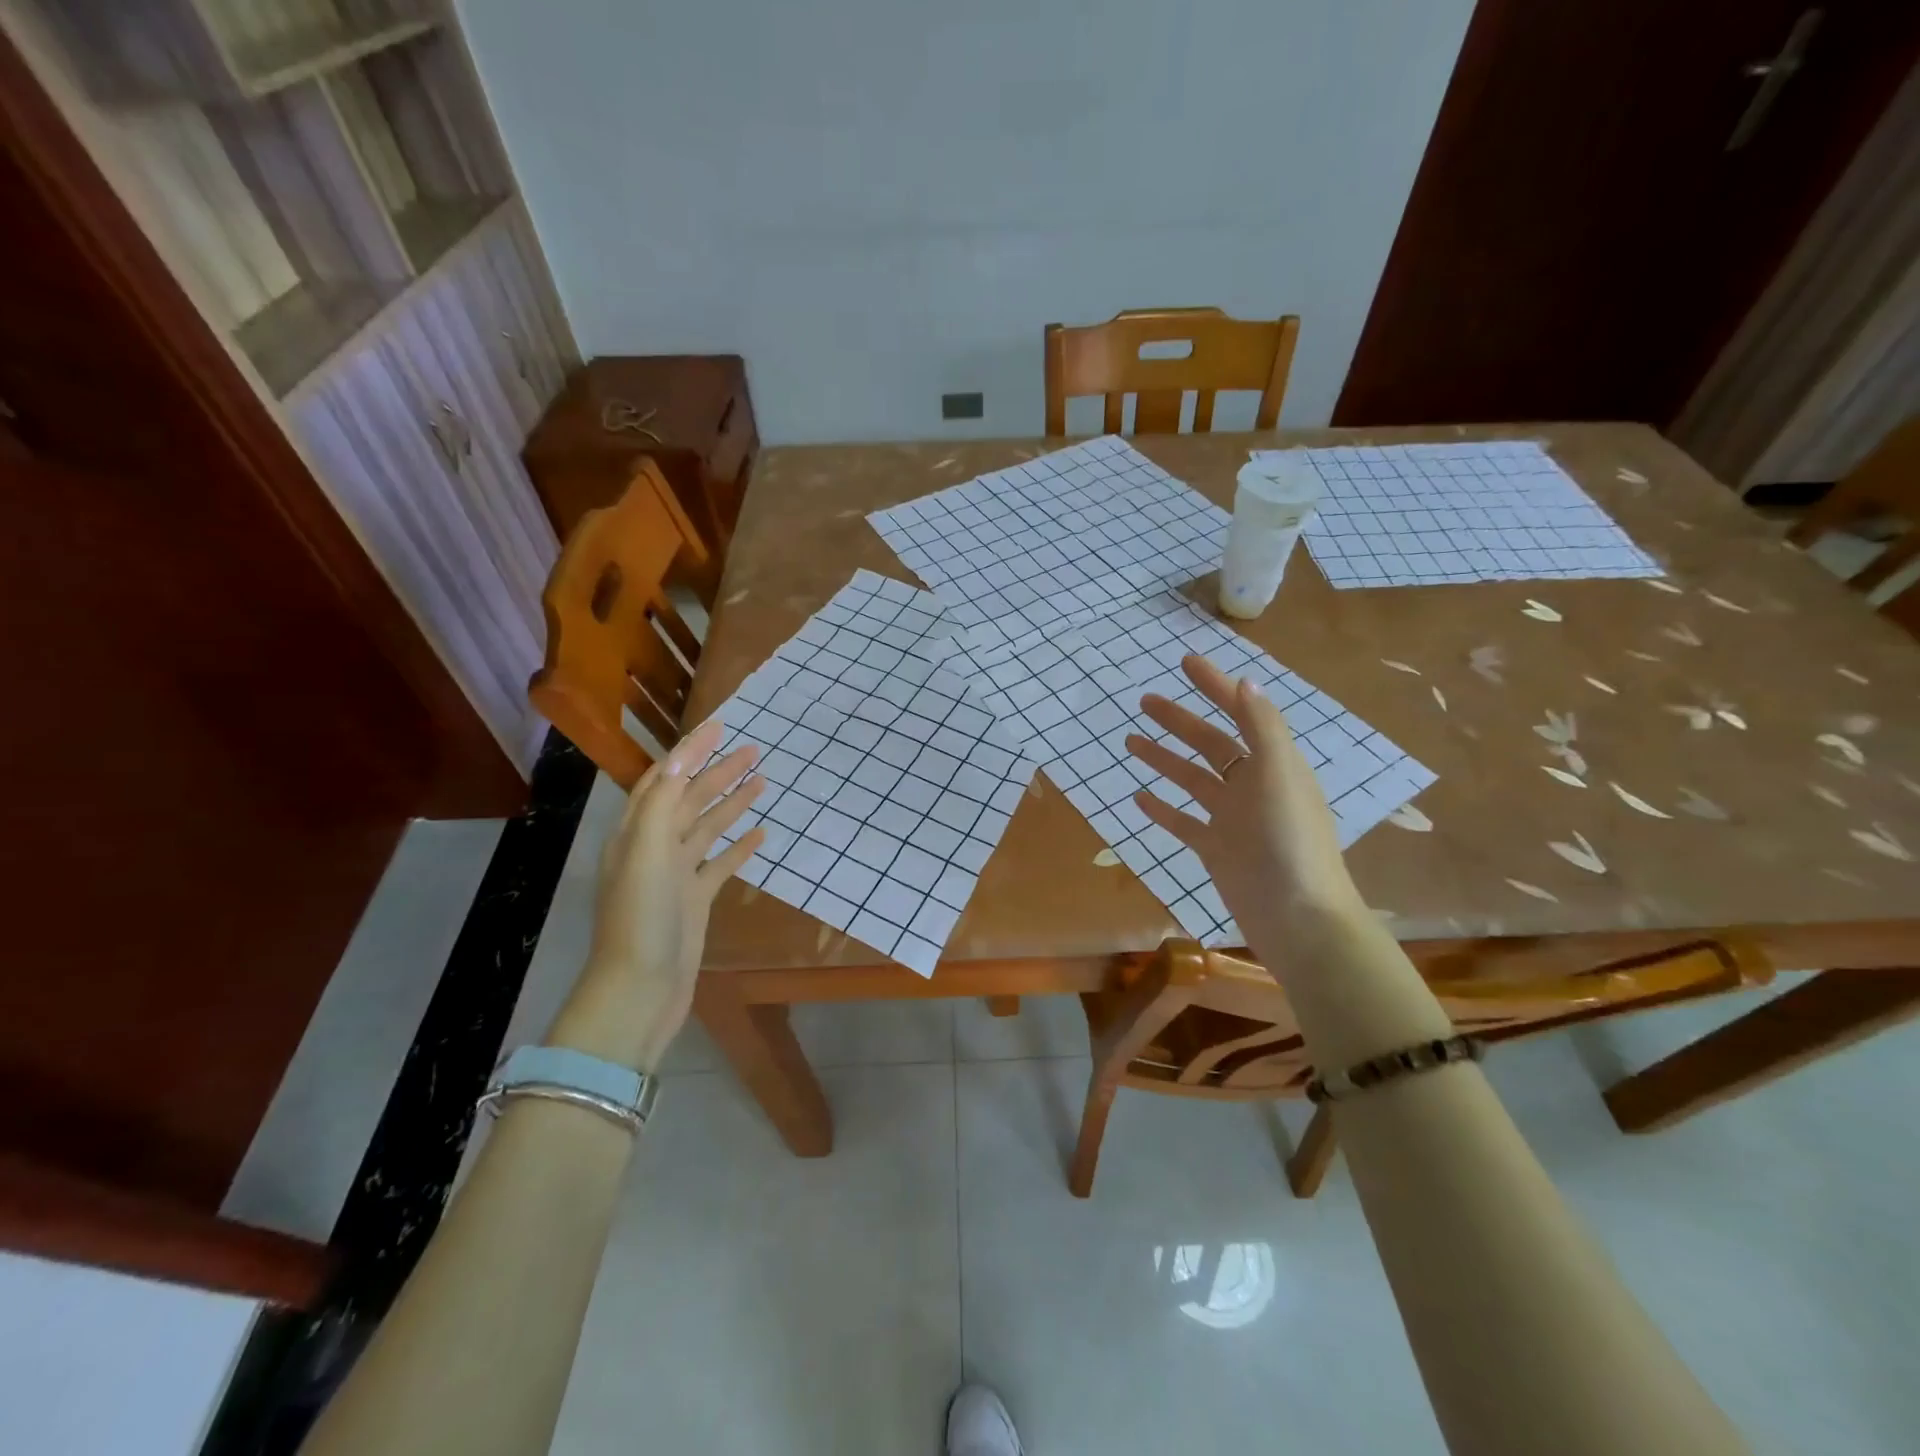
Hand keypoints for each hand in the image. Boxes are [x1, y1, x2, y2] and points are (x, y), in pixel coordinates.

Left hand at [546, 719, 765, 1071]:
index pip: (666, 780)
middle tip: (755, 751)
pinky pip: (720, 864)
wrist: (641, 988)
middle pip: (690, 800)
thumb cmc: (641, 916)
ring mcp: (676, 876)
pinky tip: (760, 835)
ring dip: (732, 804)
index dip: (691, 752)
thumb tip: (683, 757)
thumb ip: (663, 803)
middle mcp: (654, 848)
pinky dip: (739, 848)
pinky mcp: (695, 901)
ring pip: (708, 829)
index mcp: (637, 832)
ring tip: (762, 782)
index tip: (720, 728)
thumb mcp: (646, 851)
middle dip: (720, 773)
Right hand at [1125, 655, 1364, 953]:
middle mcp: (1253, 786)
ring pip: (1192, 779)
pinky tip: (1137, 797)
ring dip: (1164, 759)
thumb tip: (1245, 680)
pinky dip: (1162, 808)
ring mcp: (1233, 819)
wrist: (1298, 918)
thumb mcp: (1280, 775)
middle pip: (1210, 743)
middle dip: (1178, 720)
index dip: (1215, 686)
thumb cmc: (1290, 841)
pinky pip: (1183, 821)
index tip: (1185, 663)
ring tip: (1130, 742)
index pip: (1241, 713)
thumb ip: (1262, 727)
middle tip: (1144, 702)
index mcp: (1273, 763)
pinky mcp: (1216, 850)